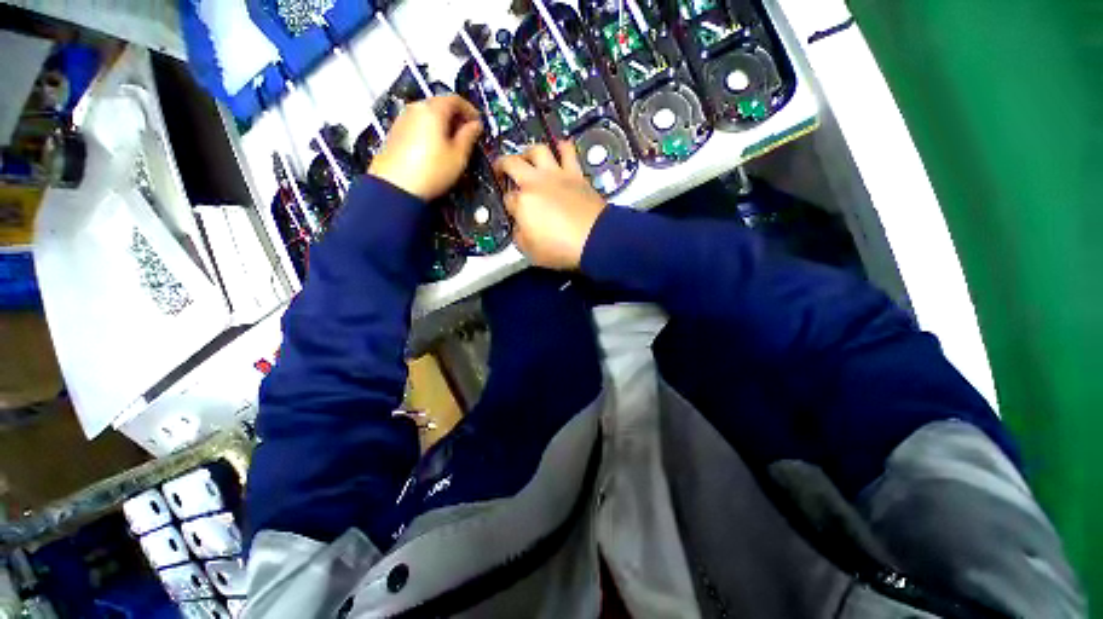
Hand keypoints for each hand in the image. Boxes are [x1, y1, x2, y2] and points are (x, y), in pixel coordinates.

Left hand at [368, 95, 482, 200]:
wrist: (396, 186)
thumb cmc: (433, 170)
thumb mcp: (458, 156)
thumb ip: (468, 137)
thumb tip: (475, 125)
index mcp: (433, 110)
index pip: (455, 99)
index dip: (470, 110)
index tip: (478, 123)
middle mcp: (416, 108)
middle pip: (439, 104)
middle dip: (456, 116)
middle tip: (467, 133)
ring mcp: (402, 118)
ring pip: (427, 114)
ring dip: (442, 123)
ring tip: (452, 142)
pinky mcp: (395, 131)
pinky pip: (418, 124)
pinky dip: (430, 129)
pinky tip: (435, 147)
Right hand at [495, 142, 605, 269]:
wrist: (594, 239)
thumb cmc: (561, 248)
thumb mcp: (532, 252)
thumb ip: (520, 237)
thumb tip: (520, 228)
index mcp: (522, 203)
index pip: (507, 199)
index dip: (508, 205)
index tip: (514, 211)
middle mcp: (535, 183)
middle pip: (512, 163)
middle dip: (503, 165)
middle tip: (502, 169)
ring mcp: (556, 175)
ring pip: (538, 150)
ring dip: (529, 151)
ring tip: (529, 158)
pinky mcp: (576, 173)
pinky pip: (568, 151)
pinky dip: (562, 147)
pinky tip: (560, 149)